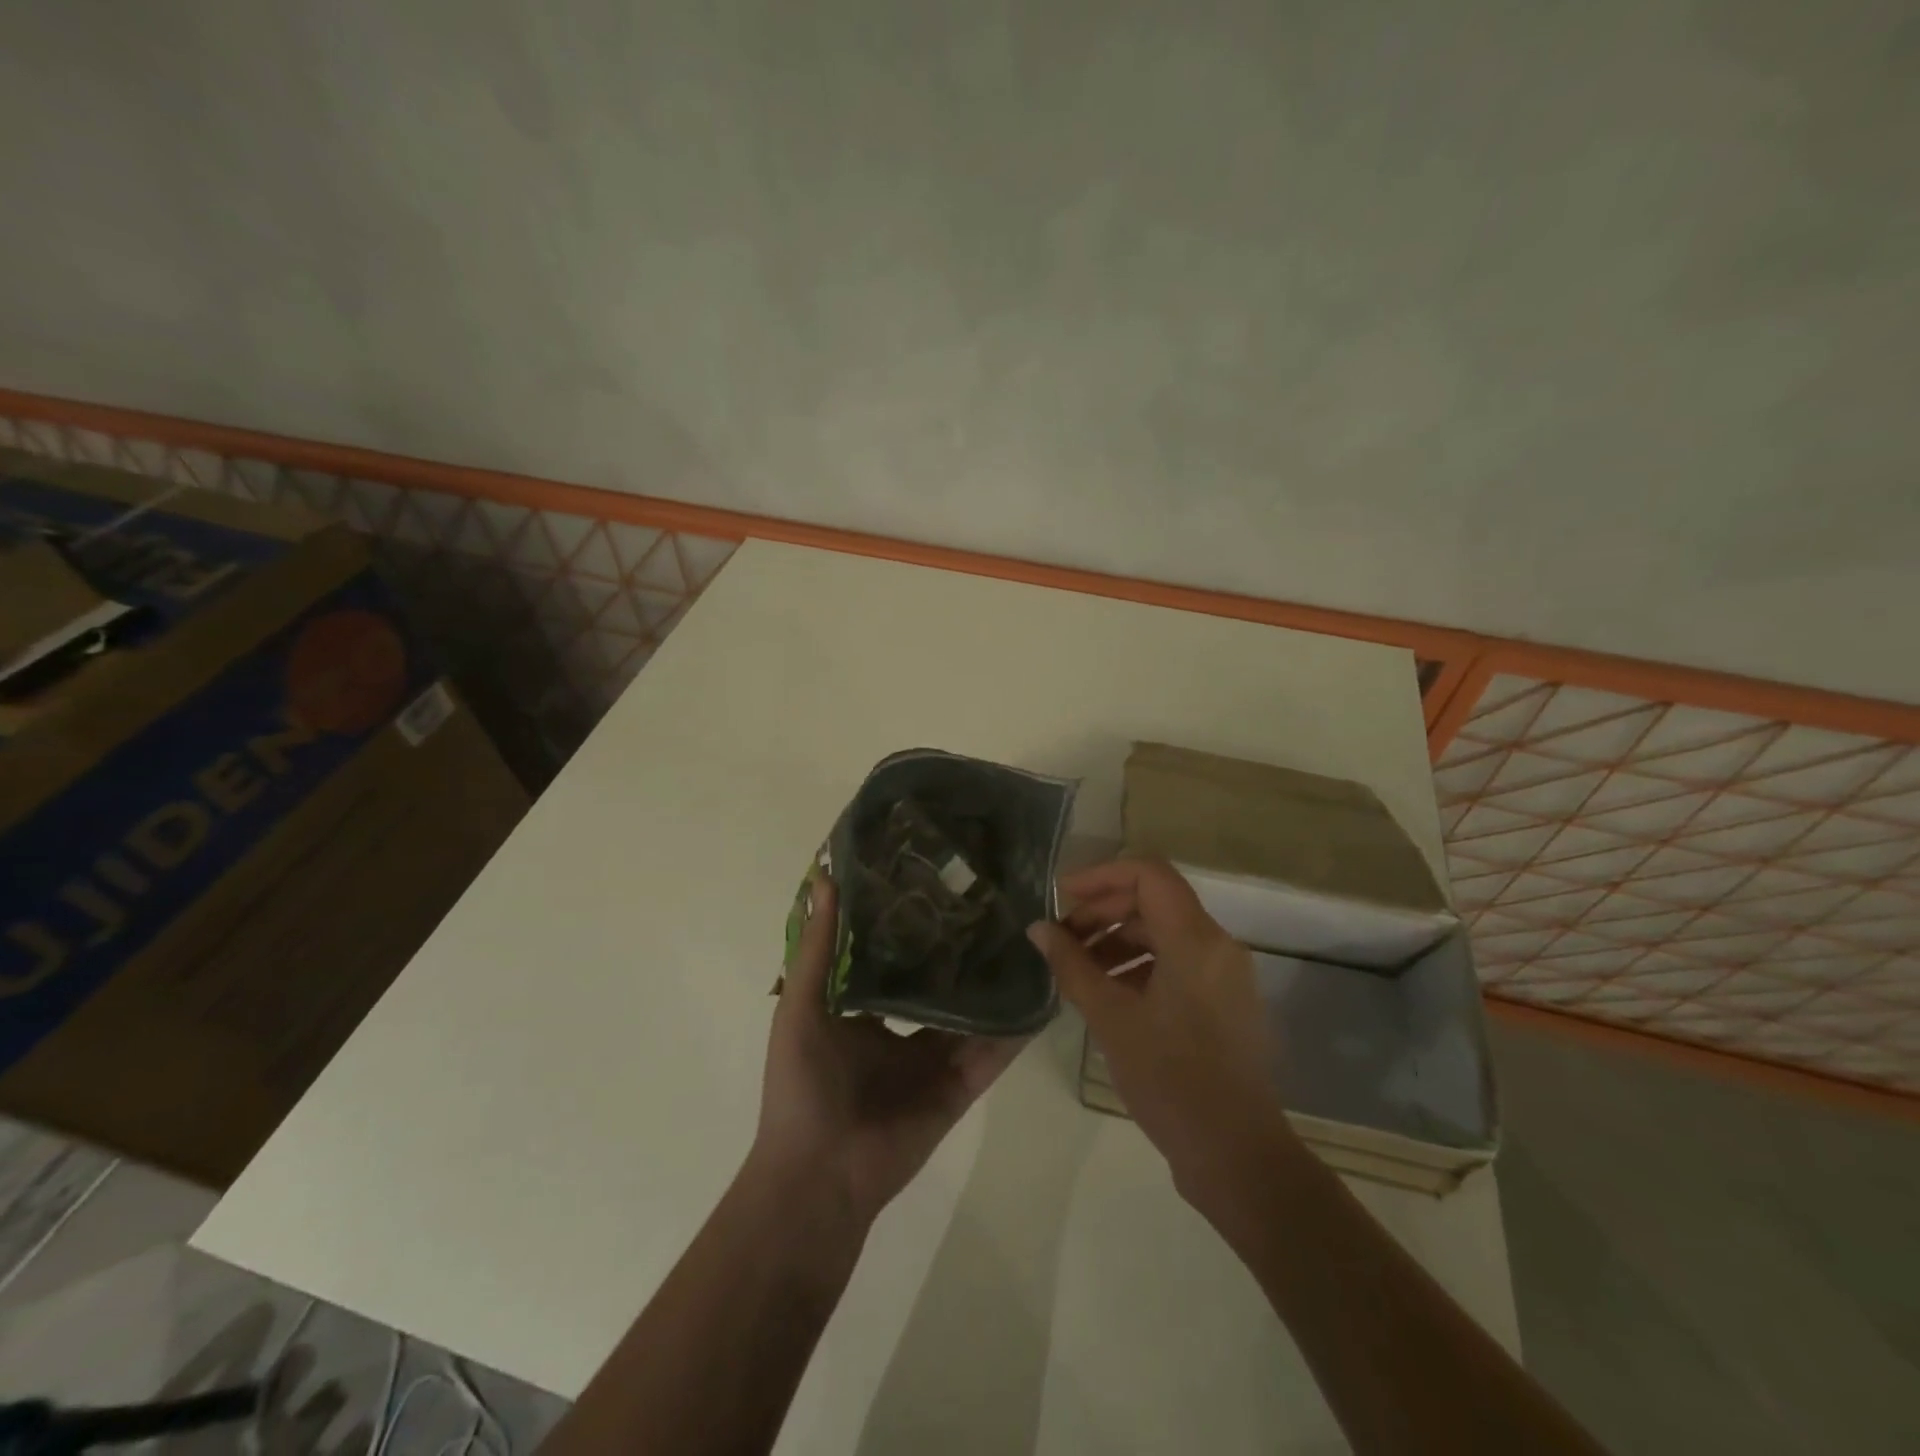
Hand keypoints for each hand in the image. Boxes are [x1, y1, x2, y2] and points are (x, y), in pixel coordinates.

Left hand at [753, 873, 1026, 1232]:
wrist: (819, 1177)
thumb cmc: (801, 1086)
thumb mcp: (801, 1007)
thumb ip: (818, 948)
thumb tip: (825, 879)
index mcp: (863, 1009)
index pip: (894, 955)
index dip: (913, 921)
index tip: (937, 878)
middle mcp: (903, 1028)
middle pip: (939, 980)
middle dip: (961, 946)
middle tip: (992, 897)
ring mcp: (934, 1058)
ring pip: (972, 1011)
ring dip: (995, 981)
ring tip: (1026, 932)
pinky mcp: (961, 1085)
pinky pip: (993, 1050)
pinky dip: (1016, 1026)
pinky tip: (1042, 989)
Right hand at [1027, 858, 1293, 1204]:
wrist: (1237, 1156)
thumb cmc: (1171, 1081)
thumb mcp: (1111, 1019)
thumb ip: (1072, 966)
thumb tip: (1039, 928)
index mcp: (1196, 939)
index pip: (1148, 873)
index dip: (1100, 876)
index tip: (1062, 897)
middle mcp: (1217, 945)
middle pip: (1154, 901)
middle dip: (1103, 912)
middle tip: (1062, 939)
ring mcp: (1224, 973)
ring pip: (1163, 932)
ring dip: (1117, 939)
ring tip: (1077, 969)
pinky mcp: (1223, 1000)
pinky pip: (1177, 961)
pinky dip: (1139, 964)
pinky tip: (1107, 992)